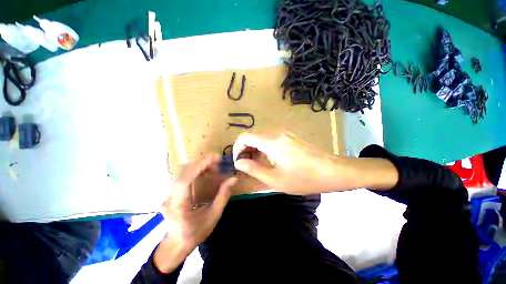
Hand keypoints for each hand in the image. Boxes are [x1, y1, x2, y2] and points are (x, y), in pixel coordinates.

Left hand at [154, 154, 237, 273]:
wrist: (177, 243)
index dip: (199, 167)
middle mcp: (170, 197)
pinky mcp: (172, 191)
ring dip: (200, 167)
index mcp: (179, 205)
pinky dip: (197, 171)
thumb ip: (223, 196)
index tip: (213, 158)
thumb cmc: (196, 232)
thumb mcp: (213, 216)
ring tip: (215, 168)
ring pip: (184, 172)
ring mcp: (168, 193)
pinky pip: (185, 176)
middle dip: (202, 164)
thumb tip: (234, 179)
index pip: (185, 181)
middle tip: (218, 162)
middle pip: (184, 172)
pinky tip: (207, 173)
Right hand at [232, 132, 340, 194]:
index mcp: (271, 141)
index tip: (238, 162)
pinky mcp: (288, 135)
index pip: (244, 137)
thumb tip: (238, 163)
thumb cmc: (303, 178)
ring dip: (253, 148)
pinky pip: (269, 137)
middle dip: (244, 149)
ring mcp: (283, 132)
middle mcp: (275, 132)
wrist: (331, 171)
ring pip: (260, 135)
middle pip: (251, 135)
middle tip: (246, 165)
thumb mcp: (275, 179)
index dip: (237, 148)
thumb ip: (253, 169)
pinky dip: (262, 146)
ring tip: (255, 163)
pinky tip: (266, 158)